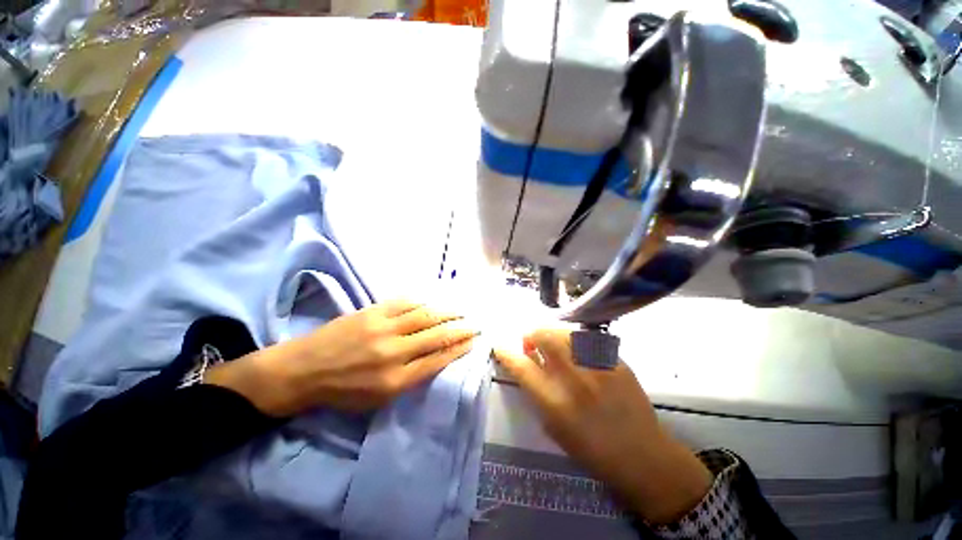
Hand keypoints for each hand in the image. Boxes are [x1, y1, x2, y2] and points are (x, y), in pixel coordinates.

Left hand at [205, 299, 478, 415]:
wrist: (303, 370)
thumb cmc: (342, 392)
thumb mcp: (378, 399)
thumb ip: (410, 379)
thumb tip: (436, 358)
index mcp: (395, 379)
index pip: (437, 360)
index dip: (459, 348)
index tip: (473, 341)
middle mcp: (393, 351)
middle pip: (436, 335)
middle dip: (460, 328)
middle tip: (475, 323)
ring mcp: (383, 327)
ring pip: (425, 315)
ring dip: (446, 312)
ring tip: (461, 310)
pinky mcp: (373, 312)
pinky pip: (405, 303)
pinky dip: (423, 301)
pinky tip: (434, 301)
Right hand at [493, 329, 711, 523]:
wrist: (643, 456)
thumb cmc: (592, 450)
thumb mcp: (554, 428)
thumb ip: (538, 393)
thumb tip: (528, 364)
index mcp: (555, 402)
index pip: (521, 367)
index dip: (506, 352)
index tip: (499, 345)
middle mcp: (574, 379)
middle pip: (544, 336)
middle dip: (531, 335)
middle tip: (532, 344)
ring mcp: (598, 366)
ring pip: (565, 332)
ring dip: (553, 334)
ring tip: (555, 345)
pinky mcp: (616, 361)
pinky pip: (587, 339)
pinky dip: (575, 342)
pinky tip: (578, 352)